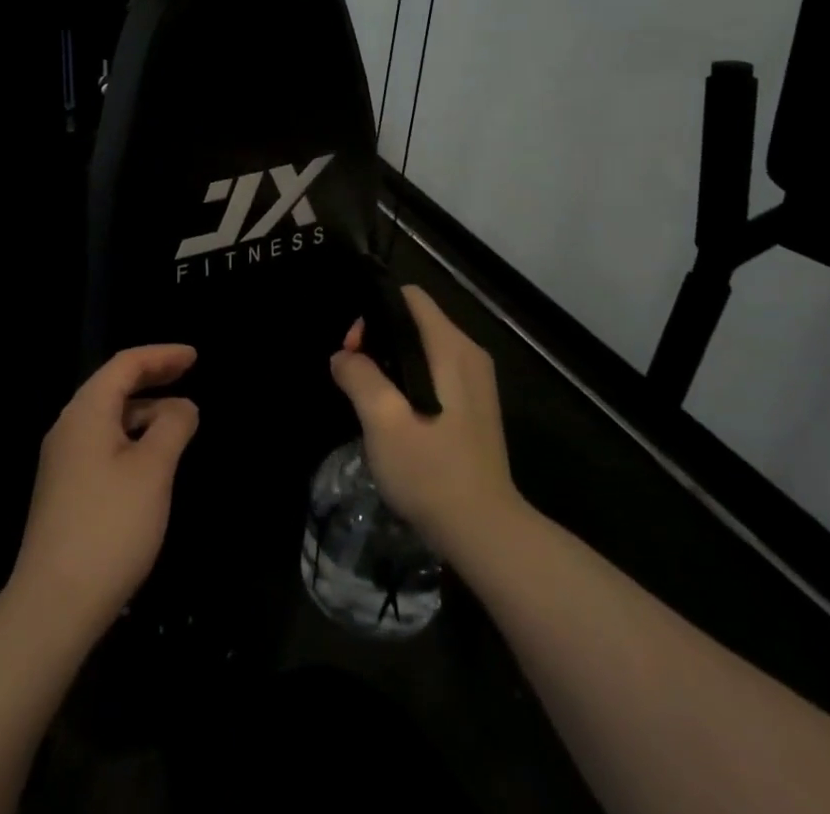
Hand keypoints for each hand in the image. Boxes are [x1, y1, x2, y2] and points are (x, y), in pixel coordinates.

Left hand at [10, 344, 200, 636]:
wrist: (53, 605)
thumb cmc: (109, 527)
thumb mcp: (153, 470)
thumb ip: (172, 427)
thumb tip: (183, 406)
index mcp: (86, 412)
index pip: (125, 365)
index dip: (161, 355)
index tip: (194, 357)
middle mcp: (69, 428)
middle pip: (113, 386)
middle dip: (152, 377)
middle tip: (189, 373)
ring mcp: (63, 461)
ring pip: (108, 418)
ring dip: (144, 410)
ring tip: (180, 419)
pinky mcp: (64, 490)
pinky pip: (103, 444)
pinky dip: (132, 437)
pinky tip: (152, 458)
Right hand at [330, 285, 516, 560]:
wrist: (486, 533)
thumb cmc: (432, 472)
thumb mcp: (383, 421)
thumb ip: (359, 377)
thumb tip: (343, 356)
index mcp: (451, 347)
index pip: (408, 297)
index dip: (374, 313)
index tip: (354, 351)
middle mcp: (468, 353)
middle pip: (413, 320)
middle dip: (378, 340)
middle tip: (354, 379)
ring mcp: (475, 381)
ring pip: (421, 348)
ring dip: (390, 364)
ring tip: (369, 400)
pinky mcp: (474, 406)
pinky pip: (433, 372)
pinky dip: (408, 381)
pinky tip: (395, 417)